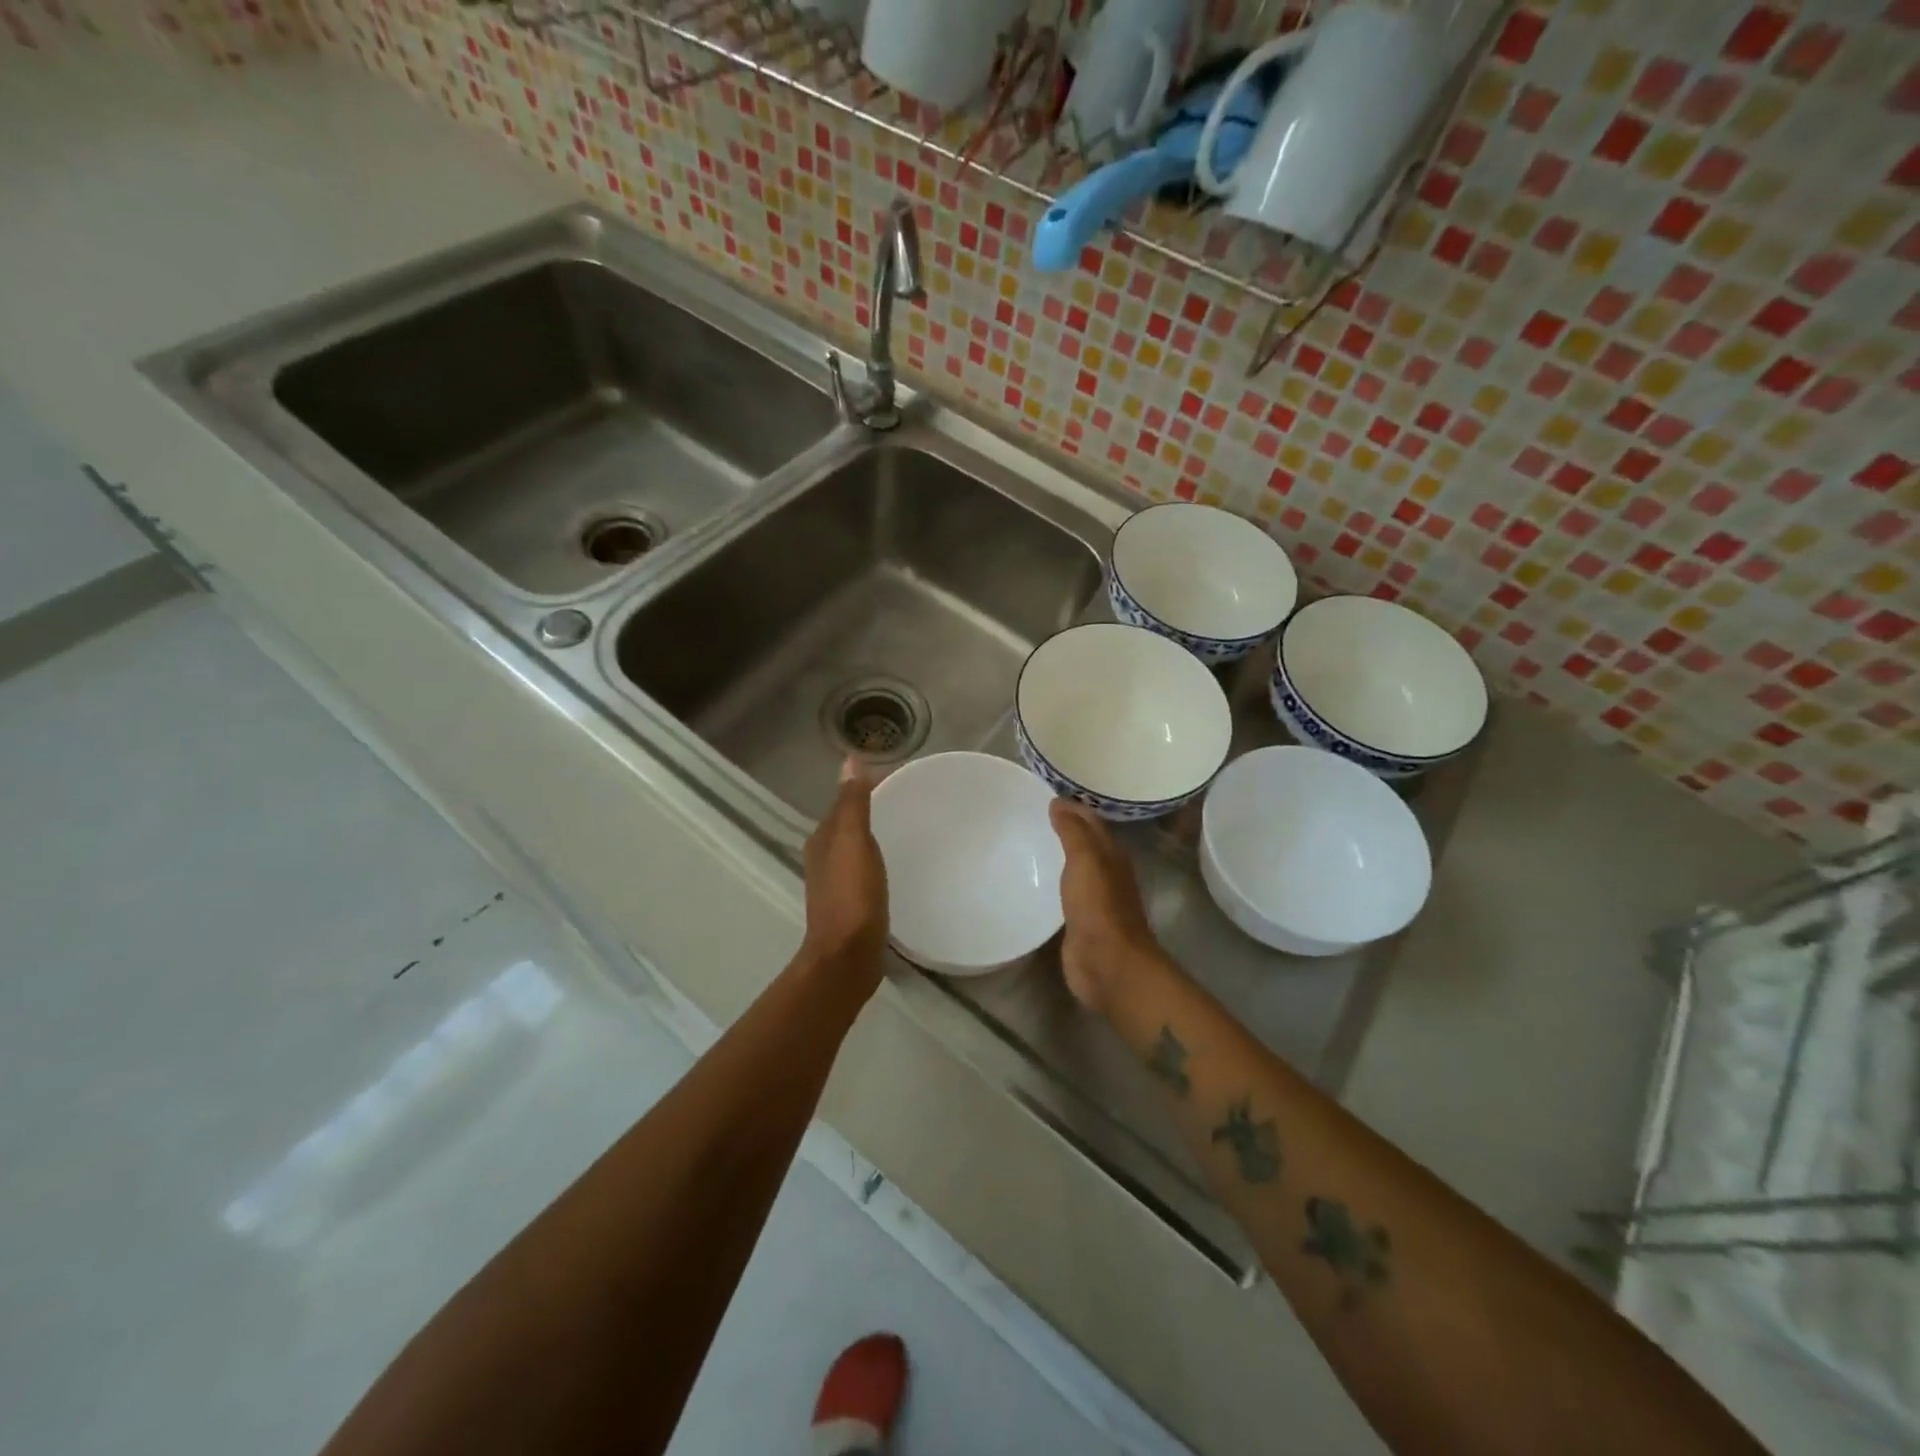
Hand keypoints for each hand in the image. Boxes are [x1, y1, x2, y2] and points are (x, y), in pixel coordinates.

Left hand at [800, 760, 888, 990]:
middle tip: (907, 803)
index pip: (842, 803)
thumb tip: (850, 760)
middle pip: (847, 826)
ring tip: (904, 831)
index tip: (898, 779)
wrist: (847, 957)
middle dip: (870, 812)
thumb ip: (852, 803)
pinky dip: (876, 862)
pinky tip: (894, 867)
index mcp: (822, 840)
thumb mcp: (854, 842)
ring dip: (872, 838)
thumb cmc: (853, 896)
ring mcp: (835, 885)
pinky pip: (863, 872)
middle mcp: (823, 859)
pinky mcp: (850, 906)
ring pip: (854, 849)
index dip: (864, 788)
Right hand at [1049, 799, 1160, 1014]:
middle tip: (1028, 815)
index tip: (1043, 794)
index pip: (1091, 820)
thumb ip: (1073, 831)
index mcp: (1112, 854)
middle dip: (1063, 828)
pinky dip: (1050, 882)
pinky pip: (1063, 894)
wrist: (1108, 963)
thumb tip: (1059, 803)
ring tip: (1025, 843)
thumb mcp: (1087, 860)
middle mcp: (1106, 873)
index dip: (1071, 806)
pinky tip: (1031, 880)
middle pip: (1084, 843)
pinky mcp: (1079, 922)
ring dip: (1056, 855)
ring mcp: (1093, 899)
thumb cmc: (1099, 907)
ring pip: (1074, 868)